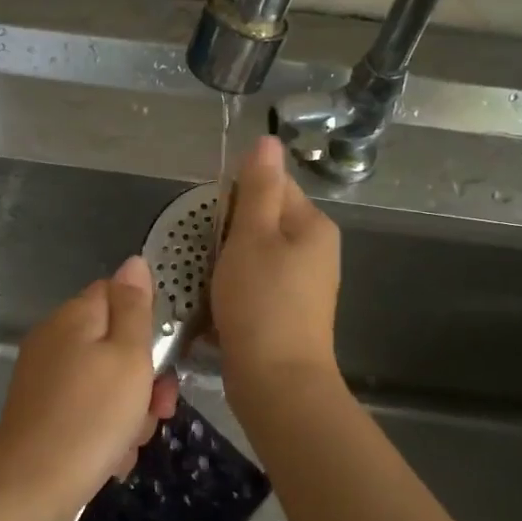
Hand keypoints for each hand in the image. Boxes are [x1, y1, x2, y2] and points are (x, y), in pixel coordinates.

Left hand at [0, 256, 177, 520]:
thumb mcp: (128, 356)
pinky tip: (110, 458)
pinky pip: (87, 410)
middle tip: (157, 410)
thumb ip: (134, 307)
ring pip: (106, 383)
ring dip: (128, 412)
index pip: (117, 294)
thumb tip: (134, 260)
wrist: (32, 488)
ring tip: (130, 442)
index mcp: (74, 317)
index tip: (166, 356)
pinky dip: (104, 432)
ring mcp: (44, 378)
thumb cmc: (92, 417)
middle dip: (144, 378)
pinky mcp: (41, 413)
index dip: (147, 322)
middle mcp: (54, 340)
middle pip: (114, 344)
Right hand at [212, 135, 341, 393]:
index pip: (273, 185)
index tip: (211, 220)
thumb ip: (257, 188)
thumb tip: (268, 139)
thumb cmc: (261, 302)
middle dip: (229, 232)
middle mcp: (316, 251)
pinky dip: (235, 288)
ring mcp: (304, 285)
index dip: (236, 196)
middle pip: (264, 221)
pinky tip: (217, 304)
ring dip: (228, 262)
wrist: (277, 381)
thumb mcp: (253, 236)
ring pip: (256, 255)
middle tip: (205, 253)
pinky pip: (256, 285)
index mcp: (313, 225)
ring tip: (206, 279)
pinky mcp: (287, 312)